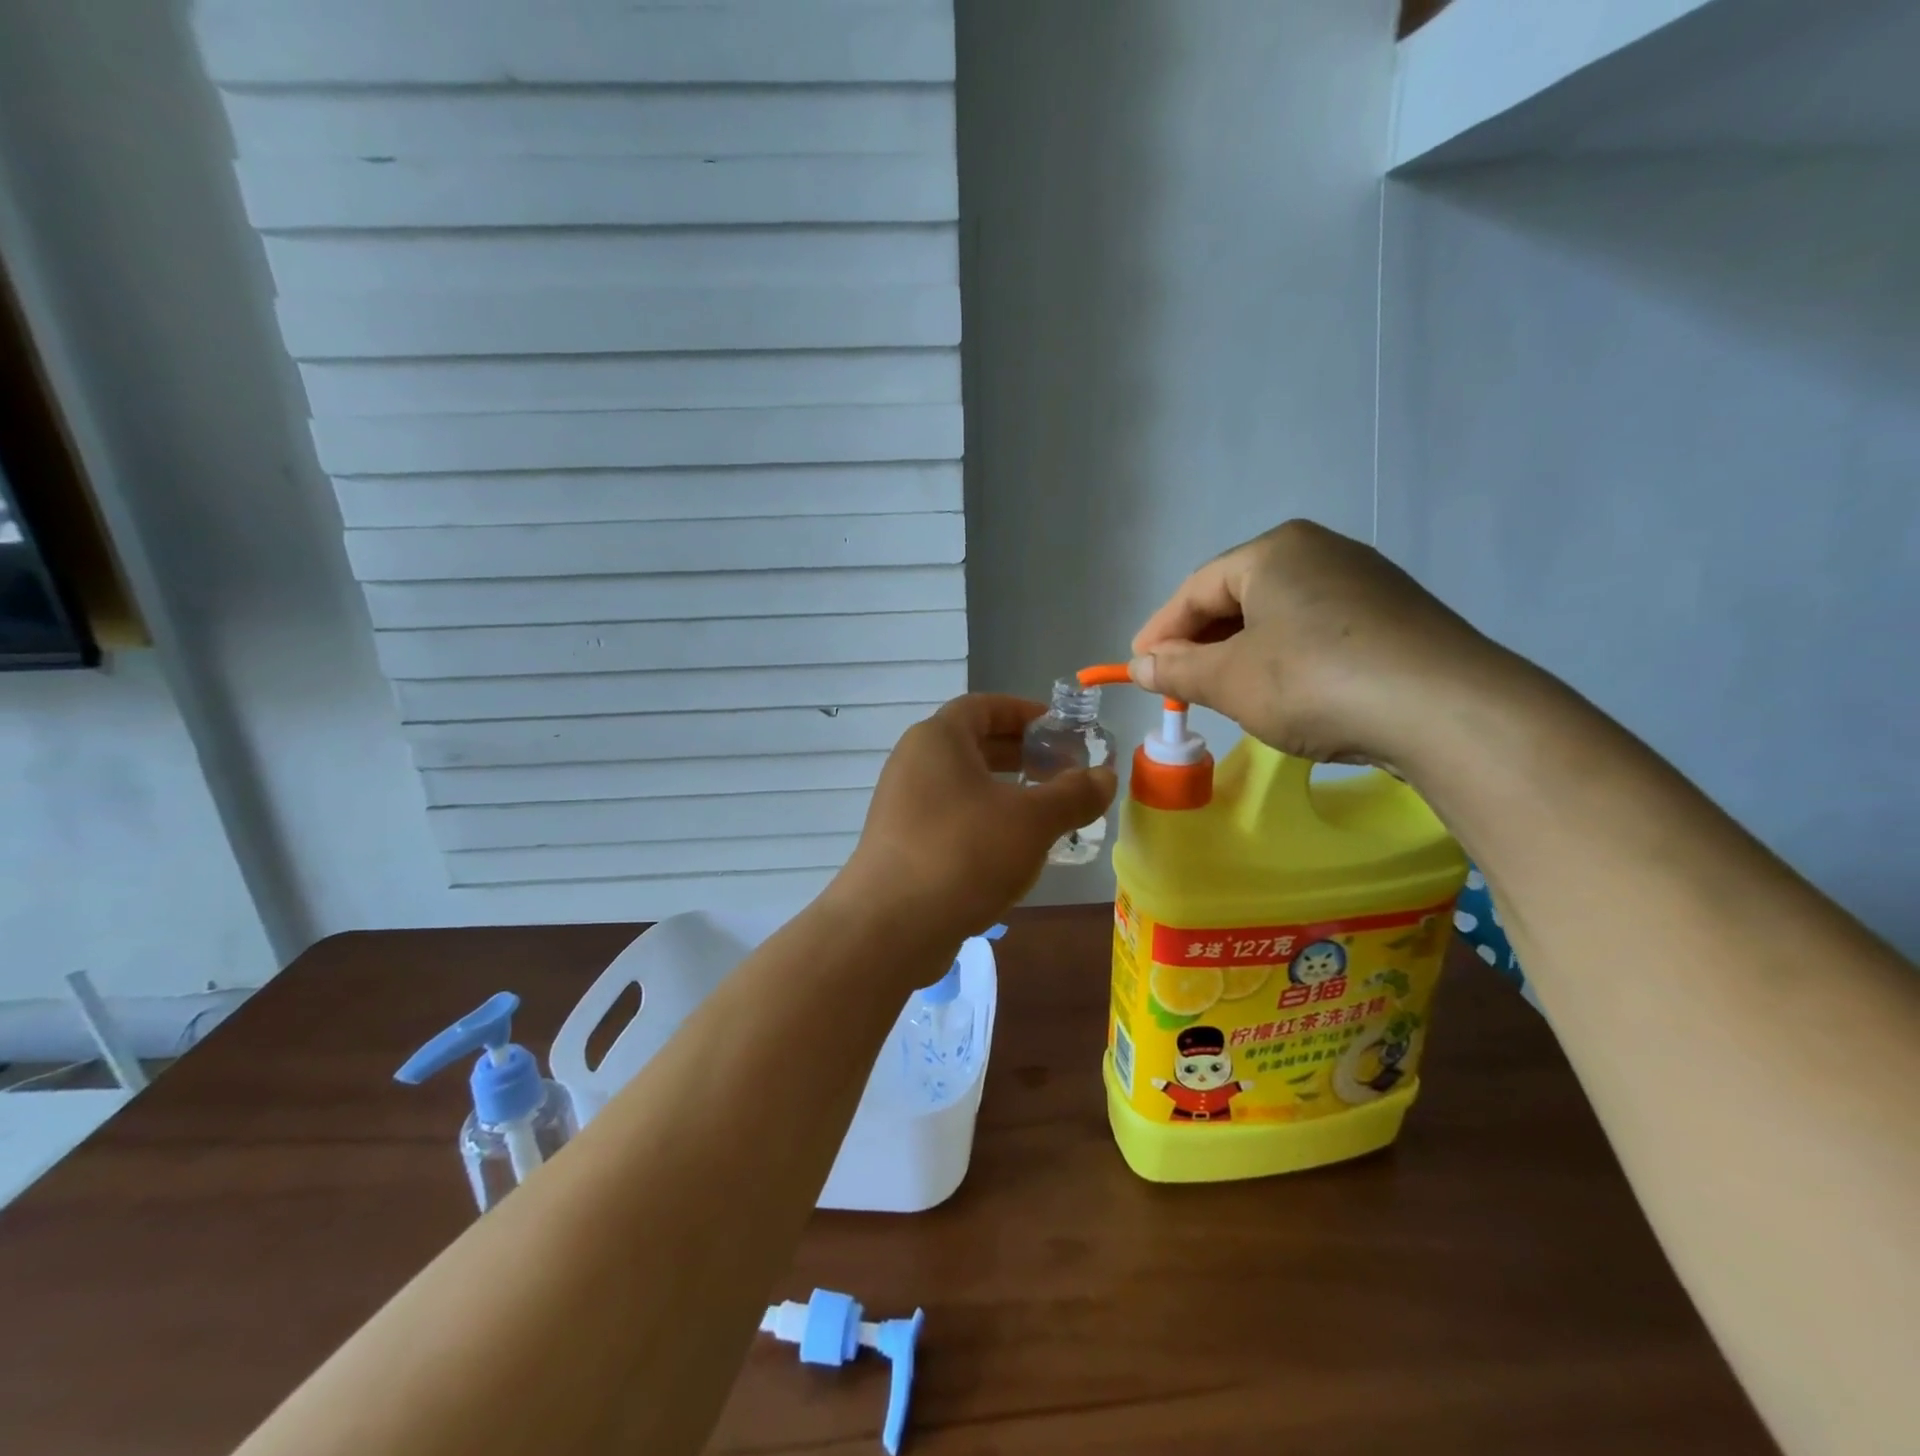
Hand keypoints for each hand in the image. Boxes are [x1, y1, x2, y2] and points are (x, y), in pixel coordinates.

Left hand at [835, 695, 1116, 944]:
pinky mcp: (902, 844)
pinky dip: (985, 822)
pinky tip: (1014, 851)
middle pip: (973, 745)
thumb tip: (1105, 777)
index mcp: (938, 739)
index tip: (1061, 730)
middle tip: (1063, 771)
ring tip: (1048, 813)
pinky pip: (952, 818)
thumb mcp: (1032, 820)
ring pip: (964, 786)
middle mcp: (914, 764)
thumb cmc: (964, 853)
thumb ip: (1073, 794)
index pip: (983, 706)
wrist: (891, 927)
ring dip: (1006, 792)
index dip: (1025, 712)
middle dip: (1021, 755)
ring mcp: (903, 806)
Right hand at [1129, 519, 1508, 770]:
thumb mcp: (1230, 681)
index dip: (1160, 632)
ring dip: (1241, 653)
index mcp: (1274, 551)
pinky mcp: (1393, 615)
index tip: (1138, 668)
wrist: (1445, 709)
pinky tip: (1285, 692)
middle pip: (1237, 598)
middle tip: (1179, 685)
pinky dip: (1285, 658)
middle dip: (1202, 643)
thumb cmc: (1315, 682)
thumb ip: (1177, 671)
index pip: (1196, 590)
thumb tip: (1140, 667)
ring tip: (1226, 692)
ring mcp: (1363, 580)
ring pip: (1277, 615)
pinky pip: (1316, 630)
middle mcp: (1319, 551)